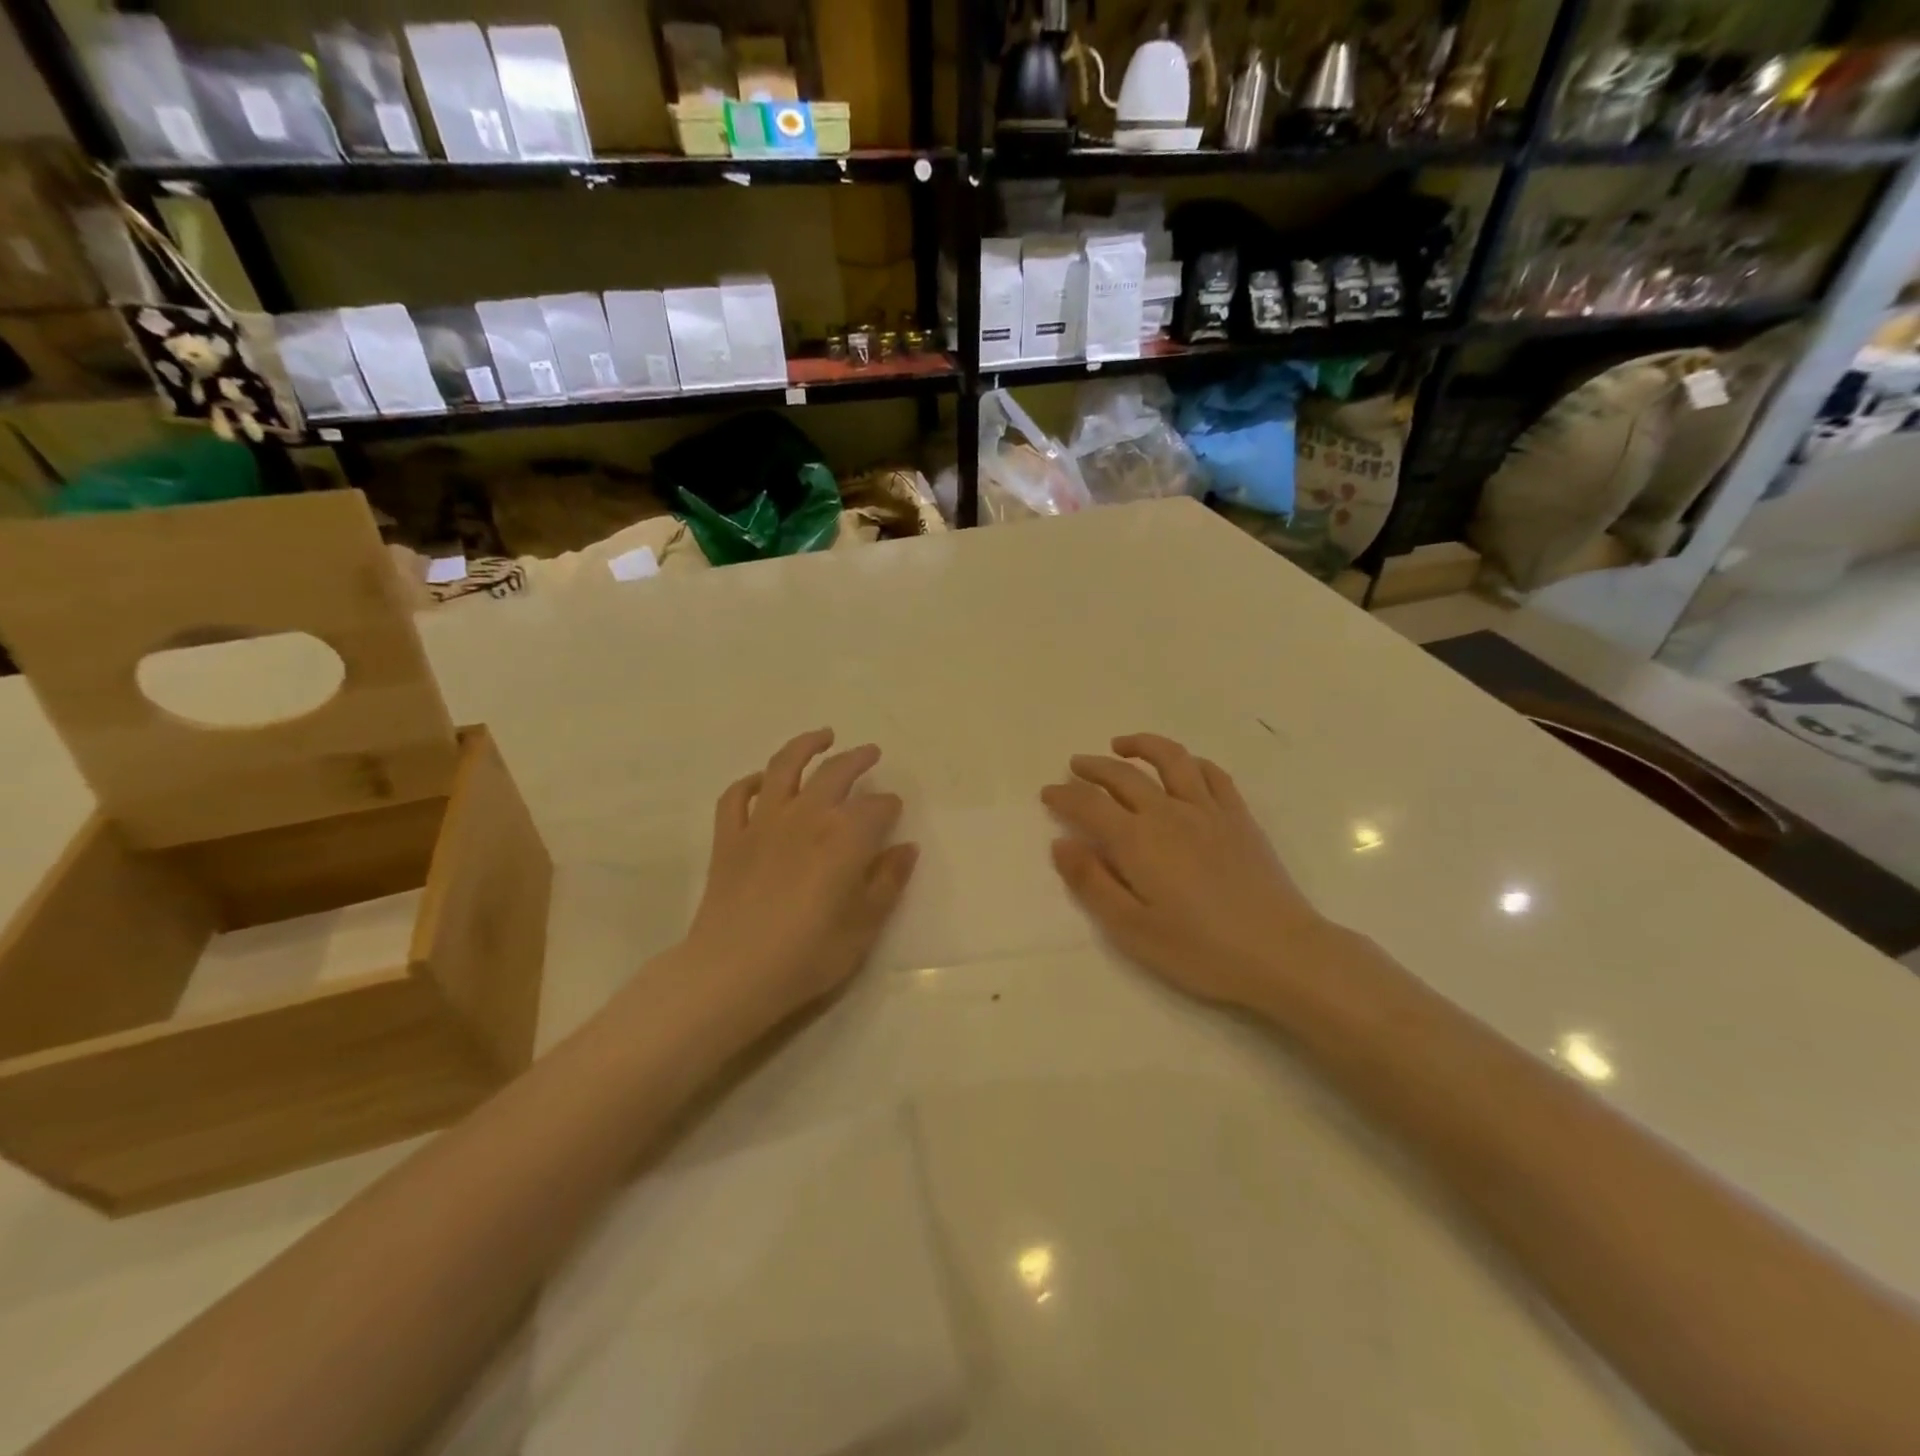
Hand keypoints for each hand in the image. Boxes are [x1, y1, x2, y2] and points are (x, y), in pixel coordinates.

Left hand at [681, 729, 917, 1028]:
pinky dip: (751, 782)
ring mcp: (762, 823)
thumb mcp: (864, 926)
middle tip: (870, 753)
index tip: (895, 810)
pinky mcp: (729, 837)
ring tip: (822, 736)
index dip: (889, 806)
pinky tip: (763, 780)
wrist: (732, 973)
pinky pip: (737, 796)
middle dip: (857, 759)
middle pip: (835, 773)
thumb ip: (888, 882)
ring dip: (805, 746)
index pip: (876, 808)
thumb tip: (906, 848)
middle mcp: (806, 816)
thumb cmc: (807, 955)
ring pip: (784, 767)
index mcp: (845, 837)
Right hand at [1041, 734, 1333, 1010]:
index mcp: (1137, 840)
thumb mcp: (1131, 928)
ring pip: (1171, 760)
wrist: (1281, 953)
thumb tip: (1062, 843)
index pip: (1089, 805)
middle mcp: (1169, 813)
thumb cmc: (1199, 949)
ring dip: (1142, 746)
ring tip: (1122, 745)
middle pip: (1123, 776)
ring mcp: (1209, 811)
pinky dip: (1190, 762)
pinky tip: (1183, 767)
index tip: (1048, 792)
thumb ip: (1092, 883)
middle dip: (1093, 767)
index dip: (1064, 795)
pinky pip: (1213, 775)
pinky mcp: (1239, 818)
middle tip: (1075, 766)